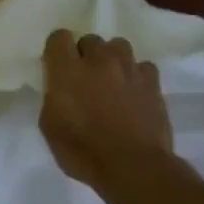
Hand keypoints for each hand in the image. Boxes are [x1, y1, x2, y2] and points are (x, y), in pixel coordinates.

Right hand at [39, 30, 181, 203]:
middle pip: (90, 40)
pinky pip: (142, 66)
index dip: (57, 50)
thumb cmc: (82, 151)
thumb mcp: (50, 126)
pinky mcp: (153, 82)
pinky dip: (135, 75)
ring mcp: (129, 69)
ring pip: (118, 46)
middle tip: (84, 78)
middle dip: (85, 54)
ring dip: (111, 59)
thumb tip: (60, 87)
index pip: (59, 37)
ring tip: (111, 80)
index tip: (56, 66)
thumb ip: (53, 97)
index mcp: (67, 71)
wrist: (132, 167)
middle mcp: (98, 61)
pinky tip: (133, 92)